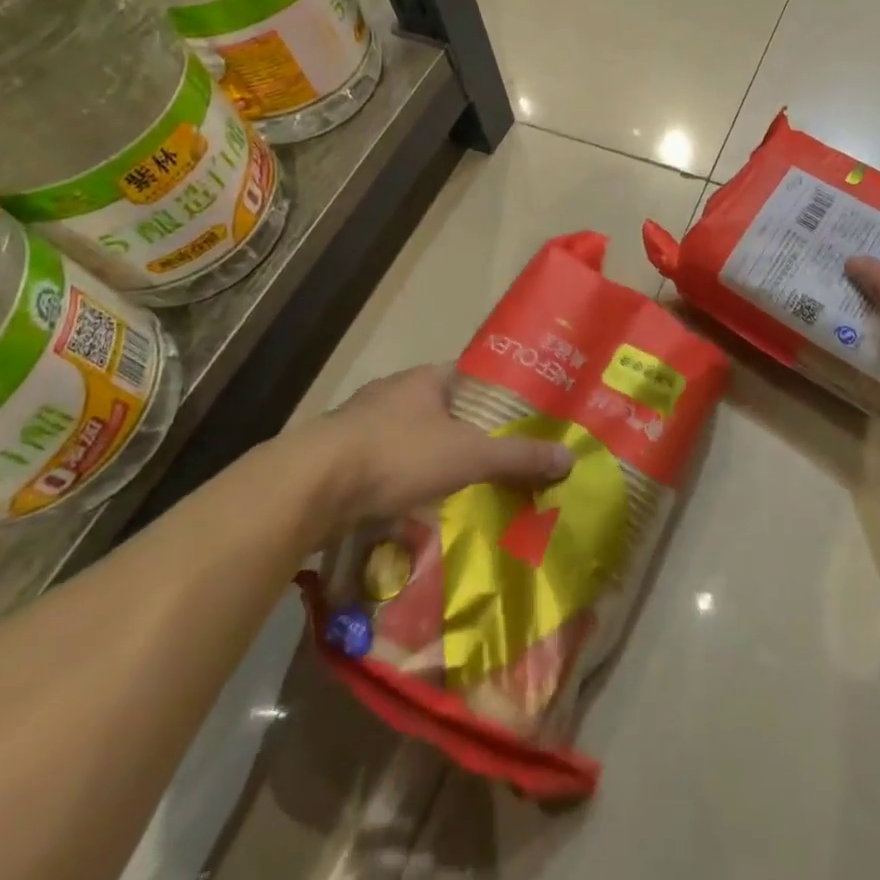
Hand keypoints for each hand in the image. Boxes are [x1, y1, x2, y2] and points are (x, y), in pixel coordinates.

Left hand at [304, 365, 573, 527]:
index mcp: (427, 378)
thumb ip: (518, 456)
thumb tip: (570, 458)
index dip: (499, 393)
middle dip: (468, 430)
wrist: (310, 486)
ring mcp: (362, 422)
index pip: (473, 375)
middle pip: (443, 406)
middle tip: (498, 457)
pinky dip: (403, 479)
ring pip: (412, 435)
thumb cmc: (398, 454)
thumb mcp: (468, 455)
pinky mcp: (340, 456)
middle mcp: (394, 391)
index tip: (523, 417)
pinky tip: (415, 504)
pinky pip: (385, 462)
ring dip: (433, 456)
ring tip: (463, 485)